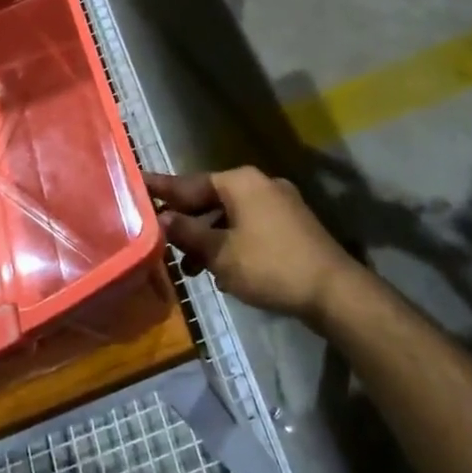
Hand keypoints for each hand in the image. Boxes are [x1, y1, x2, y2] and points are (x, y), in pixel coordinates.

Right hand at [144, 167, 359, 323]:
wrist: (333, 290)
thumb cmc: (270, 266)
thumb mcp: (221, 253)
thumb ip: (188, 234)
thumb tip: (161, 218)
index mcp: (241, 182)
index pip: (190, 182)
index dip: (162, 188)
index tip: (138, 183)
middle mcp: (260, 183)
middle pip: (211, 197)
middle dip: (186, 220)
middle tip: (158, 235)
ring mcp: (279, 203)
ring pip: (230, 215)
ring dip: (208, 236)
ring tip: (188, 267)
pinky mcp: (291, 224)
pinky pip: (249, 225)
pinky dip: (230, 241)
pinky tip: (220, 268)